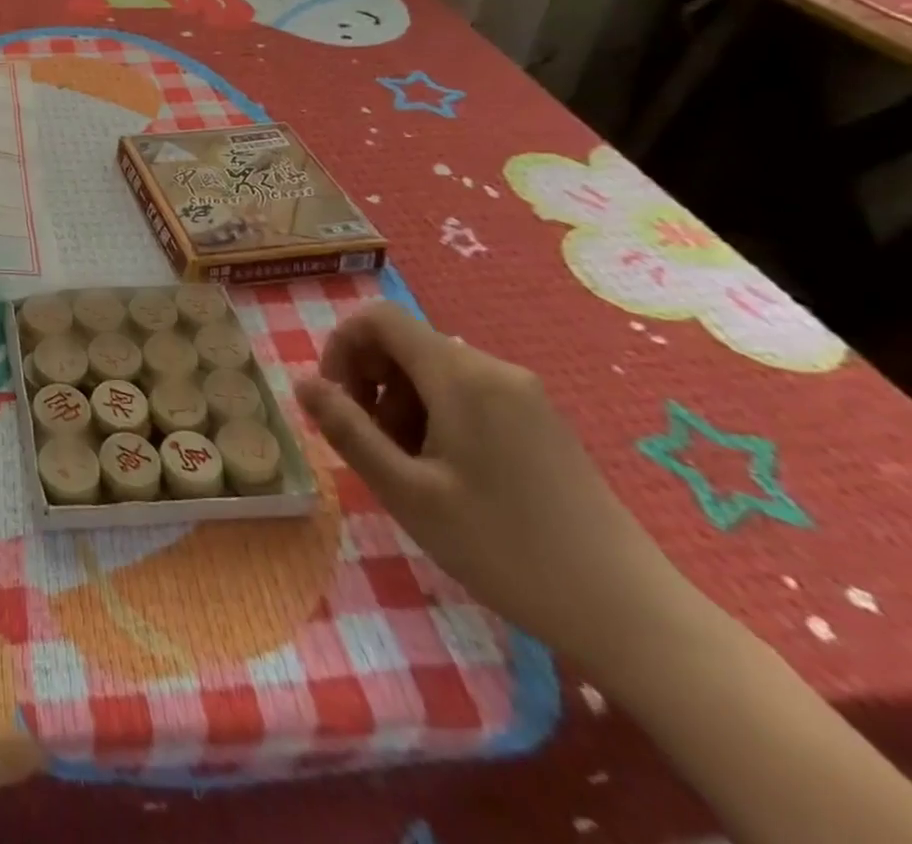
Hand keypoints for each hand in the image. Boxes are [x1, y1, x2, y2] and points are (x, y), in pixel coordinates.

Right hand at [296, 302, 692, 671]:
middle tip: (369, 446)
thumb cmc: (505, 549)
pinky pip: (465, 394)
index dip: (341, 347)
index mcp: (461, 375)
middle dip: (369, 384)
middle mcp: (493, 369)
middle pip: (404, 344)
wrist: (631, 615)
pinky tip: (445, 475)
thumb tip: (302, 383)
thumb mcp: (407, 492)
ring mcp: (523, 394)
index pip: (378, 319)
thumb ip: (347, 430)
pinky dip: (434, 418)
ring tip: (407, 470)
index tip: (334, 402)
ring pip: (431, 372)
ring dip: (399, 406)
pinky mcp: (540, 421)